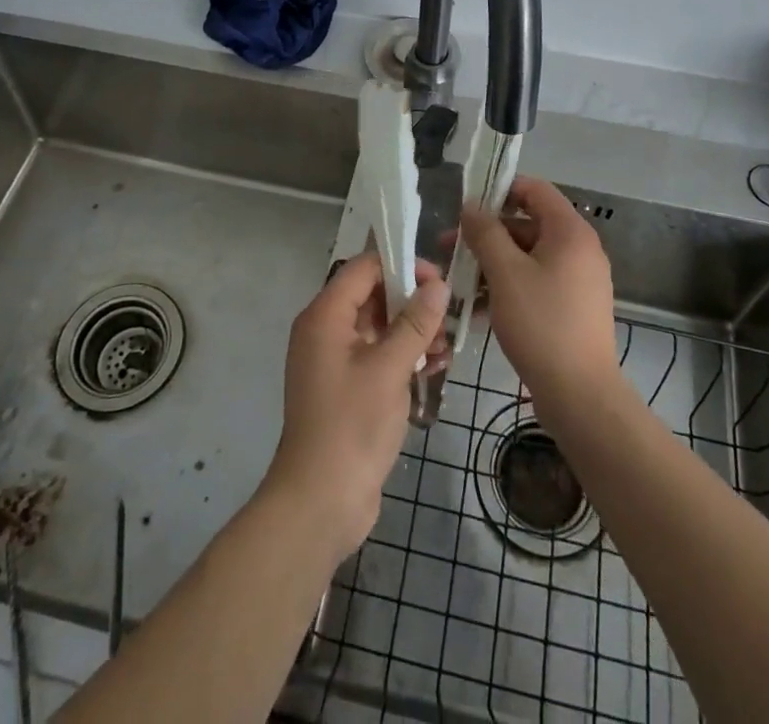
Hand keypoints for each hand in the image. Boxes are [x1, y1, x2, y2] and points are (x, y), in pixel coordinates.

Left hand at [263, 250, 447, 558]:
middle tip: (448, 315)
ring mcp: (333, 361)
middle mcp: (324, 330)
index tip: (437, 280)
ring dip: (411, 331)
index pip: (363, 268)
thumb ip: (415, 323)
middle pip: (372, 295)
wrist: (320, 502)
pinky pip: (376, 355)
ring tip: (445, 347)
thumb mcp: (389, 369)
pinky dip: (402, 356)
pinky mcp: (345, 387)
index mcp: (324, 316)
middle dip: (411, 301)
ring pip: (378, 327)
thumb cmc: (352, 426)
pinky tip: (433, 368)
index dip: (401, 265)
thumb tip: (438, 284)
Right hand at [459, 175, 623, 432]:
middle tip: (448, 248)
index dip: (499, 190)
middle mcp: (579, 249)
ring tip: (455, 281)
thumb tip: (471, 206)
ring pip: (527, 257)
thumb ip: (486, 233)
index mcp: (570, 232)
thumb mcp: (505, 273)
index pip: (534, 190)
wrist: (580, 395)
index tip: (465, 206)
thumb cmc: (542, 323)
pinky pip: (535, 282)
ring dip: (491, 264)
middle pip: (527, 225)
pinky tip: (474, 308)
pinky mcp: (571, 307)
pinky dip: (507, 287)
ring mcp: (577, 280)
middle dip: (486, 234)